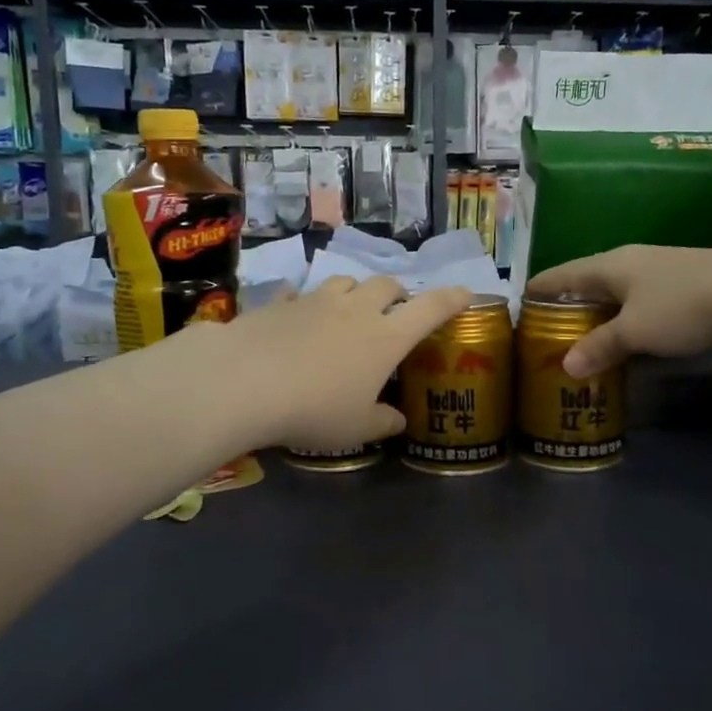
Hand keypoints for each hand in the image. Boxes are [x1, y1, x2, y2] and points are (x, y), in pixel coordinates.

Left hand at [213, 276, 473, 451]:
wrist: (245, 382)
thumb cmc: (314, 409)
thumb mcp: (355, 429)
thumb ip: (382, 422)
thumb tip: (398, 420)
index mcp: (386, 337)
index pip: (431, 308)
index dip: (453, 299)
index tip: (466, 294)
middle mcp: (357, 309)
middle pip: (388, 285)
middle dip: (398, 294)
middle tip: (395, 312)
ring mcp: (317, 300)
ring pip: (346, 281)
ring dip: (356, 292)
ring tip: (350, 310)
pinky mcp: (281, 302)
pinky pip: (301, 294)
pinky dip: (307, 303)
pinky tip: (298, 316)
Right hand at [526, 245, 711, 376]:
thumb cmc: (682, 307)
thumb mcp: (634, 331)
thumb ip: (600, 346)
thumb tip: (567, 366)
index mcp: (612, 264)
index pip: (565, 273)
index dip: (543, 286)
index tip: (522, 299)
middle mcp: (634, 262)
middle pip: (591, 281)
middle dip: (570, 302)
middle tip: (549, 327)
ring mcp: (662, 273)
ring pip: (620, 294)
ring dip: (601, 314)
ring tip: (583, 336)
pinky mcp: (687, 289)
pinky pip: (643, 305)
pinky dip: (628, 321)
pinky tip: (628, 338)